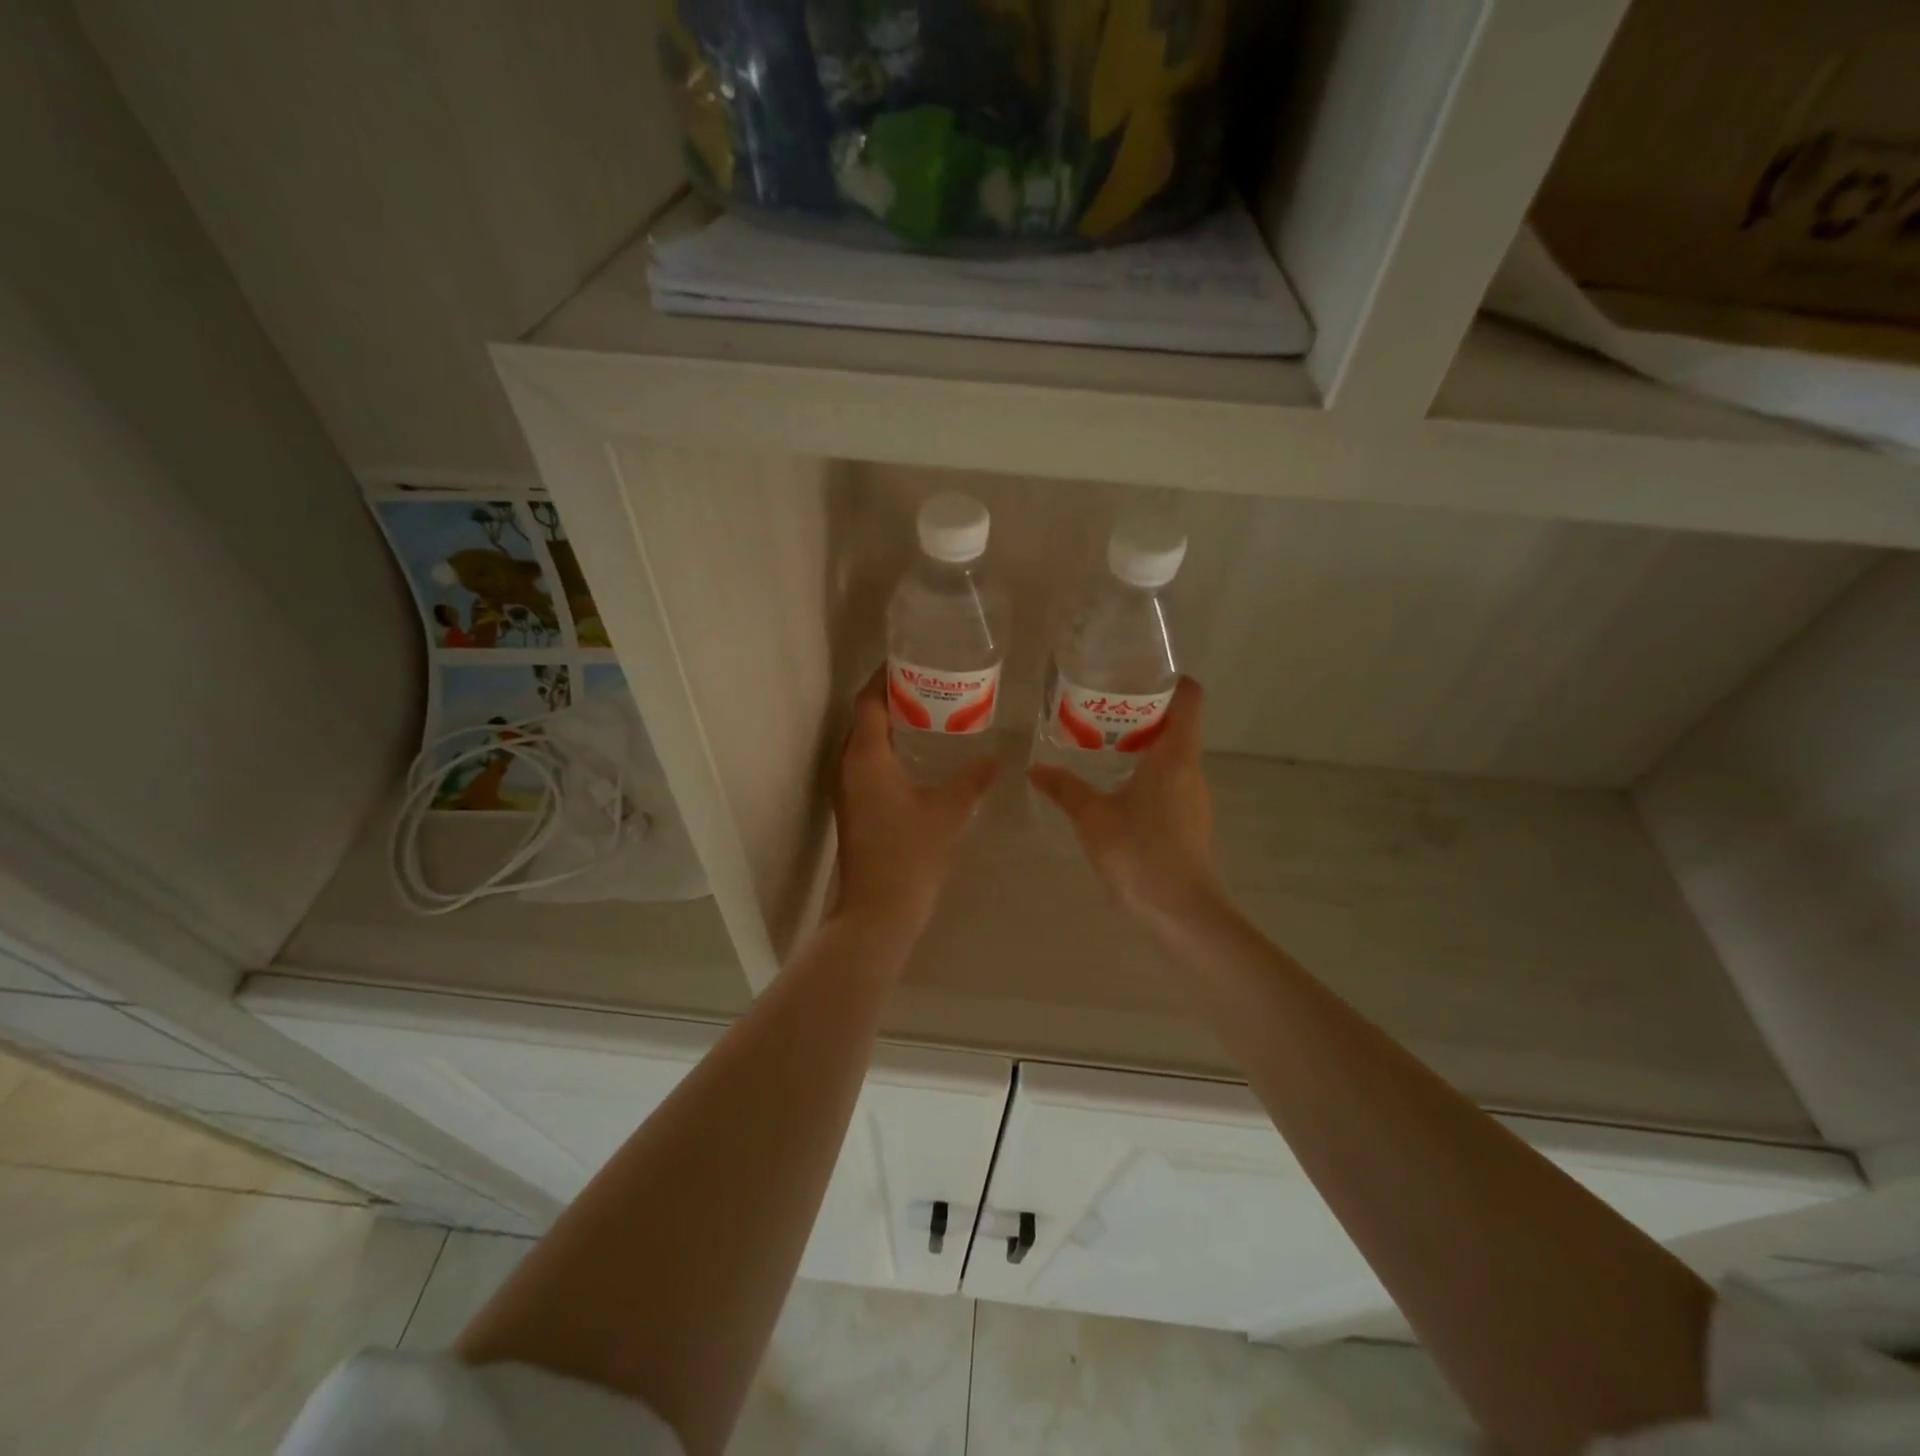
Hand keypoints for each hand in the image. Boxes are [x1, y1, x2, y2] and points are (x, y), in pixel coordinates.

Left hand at [832, 668, 998, 938]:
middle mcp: (849, 766)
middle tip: (929, 681)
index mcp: (866, 756)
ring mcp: (849, 789)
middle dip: (892, 695)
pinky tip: (919, 755)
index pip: (868, 700)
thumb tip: (997, 757)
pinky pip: (868, 763)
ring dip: (890, 723)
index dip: (885, 676)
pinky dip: (889, 748)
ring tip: (929, 711)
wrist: (878, 911)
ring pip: (865, 742)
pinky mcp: (855, 807)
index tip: (911, 659)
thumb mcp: (949, 810)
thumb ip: (973, 779)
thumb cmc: (910, 854)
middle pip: (864, 717)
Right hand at [1028, 677, 1217, 924]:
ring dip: (1142, 744)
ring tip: (1101, 745)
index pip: (1190, 699)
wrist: (1180, 911)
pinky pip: (1169, 780)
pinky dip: (1146, 772)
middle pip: (1178, 724)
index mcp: (1175, 756)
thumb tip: (1035, 768)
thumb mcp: (1092, 817)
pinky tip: (1115, 788)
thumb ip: (1064, 788)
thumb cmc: (1140, 852)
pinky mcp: (1189, 820)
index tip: (1137, 676)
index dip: (1171, 681)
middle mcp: (1191, 769)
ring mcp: (1193, 796)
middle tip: (1101, 710)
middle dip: (1142, 712)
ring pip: (1173, 755)